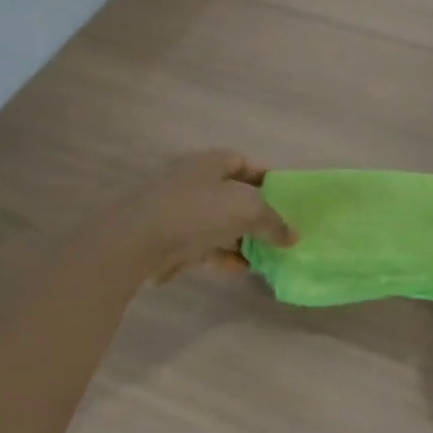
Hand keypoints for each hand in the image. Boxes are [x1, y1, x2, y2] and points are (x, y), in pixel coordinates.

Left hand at [111, 151, 295, 282]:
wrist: (140, 241)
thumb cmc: (199, 211)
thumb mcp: (248, 210)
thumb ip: (273, 222)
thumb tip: (292, 236)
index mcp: (210, 164)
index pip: (243, 162)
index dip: (265, 177)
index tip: (285, 196)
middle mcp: (194, 183)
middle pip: (232, 196)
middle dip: (256, 214)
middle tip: (279, 230)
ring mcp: (180, 212)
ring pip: (219, 224)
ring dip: (242, 239)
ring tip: (266, 255)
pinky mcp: (171, 241)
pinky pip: (204, 247)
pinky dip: (224, 257)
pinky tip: (242, 270)